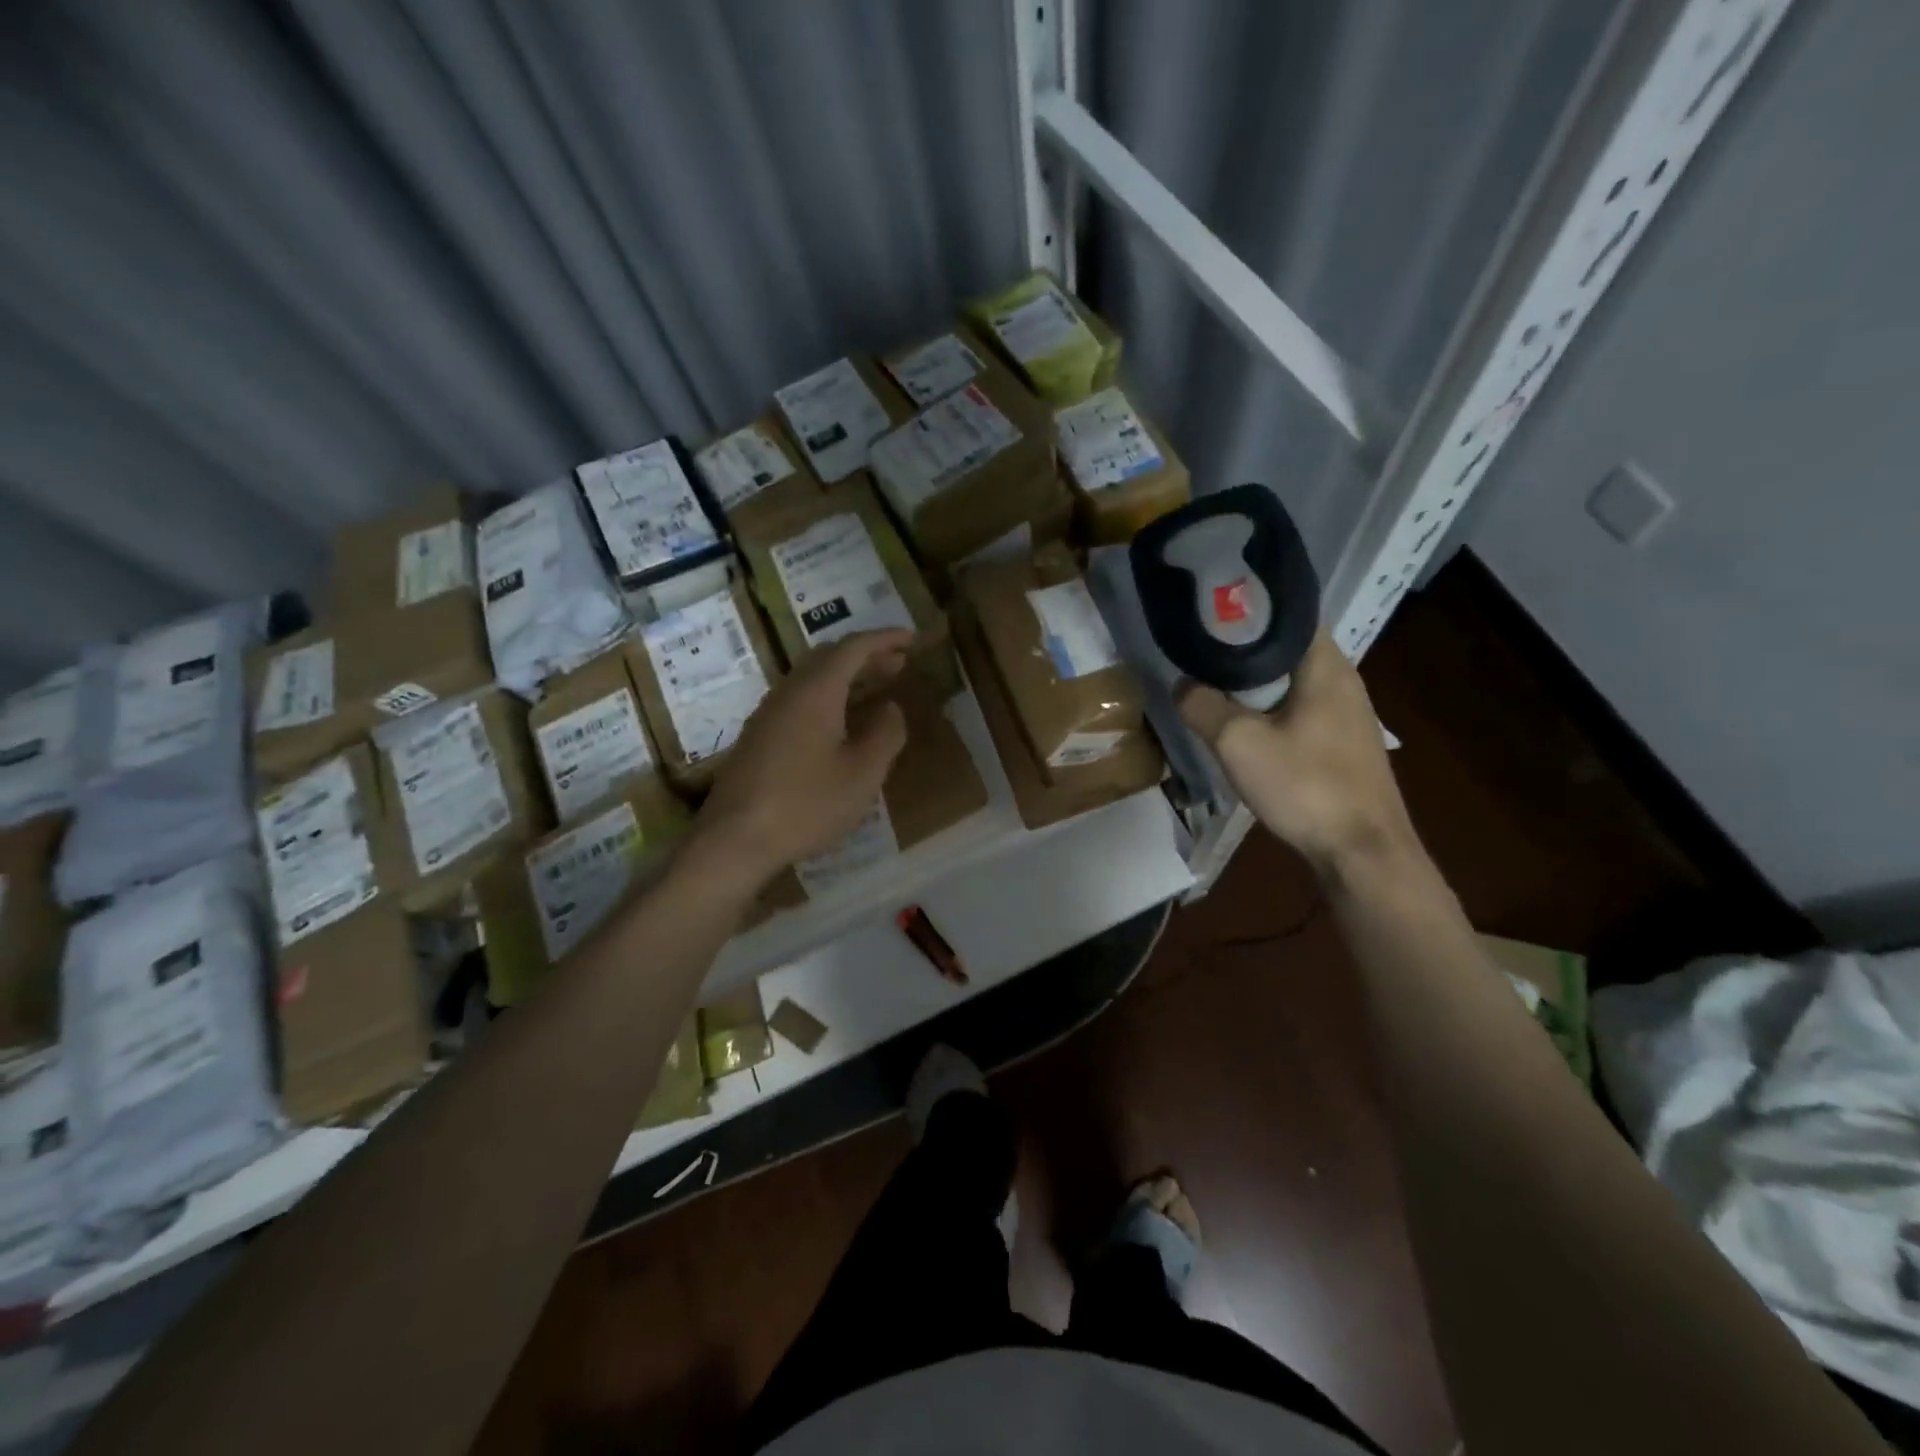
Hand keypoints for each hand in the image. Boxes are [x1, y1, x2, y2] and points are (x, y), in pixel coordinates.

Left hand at [694, 630, 910, 882]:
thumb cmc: (807, 804)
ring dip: (846, 678)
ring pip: (811, 680)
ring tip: (875, 690)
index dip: (885, 639)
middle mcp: (788, 693)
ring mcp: (768, 715)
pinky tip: (840, 724)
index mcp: (816, 692)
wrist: (734, 840)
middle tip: (898, 664)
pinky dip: (828, 699)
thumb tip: (891, 709)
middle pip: (828, 659)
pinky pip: (799, 701)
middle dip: (866, 657)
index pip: (853, 648)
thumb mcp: (862, 774)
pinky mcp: (758, 739)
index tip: (911, 639)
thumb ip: (885, 735)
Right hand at [1178, 629, 1415, 871]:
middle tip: (1199, 656)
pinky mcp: (1341, 744)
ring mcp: (1345, 714)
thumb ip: (1203, 706)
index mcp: (1326, 666)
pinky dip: (1269, 711)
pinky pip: (1298, 711)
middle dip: (1242, 651)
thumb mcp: (1238, 743)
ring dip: (1253, 686)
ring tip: (1211, 690)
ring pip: (1290, 684)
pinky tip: (1243, 730)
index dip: (1247, 612)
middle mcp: (1342, 680)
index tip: (1208, 617)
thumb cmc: (1305, 786)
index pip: (1288, 615)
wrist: (1361, 852)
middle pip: (1285, 650)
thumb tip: (1182, 685)